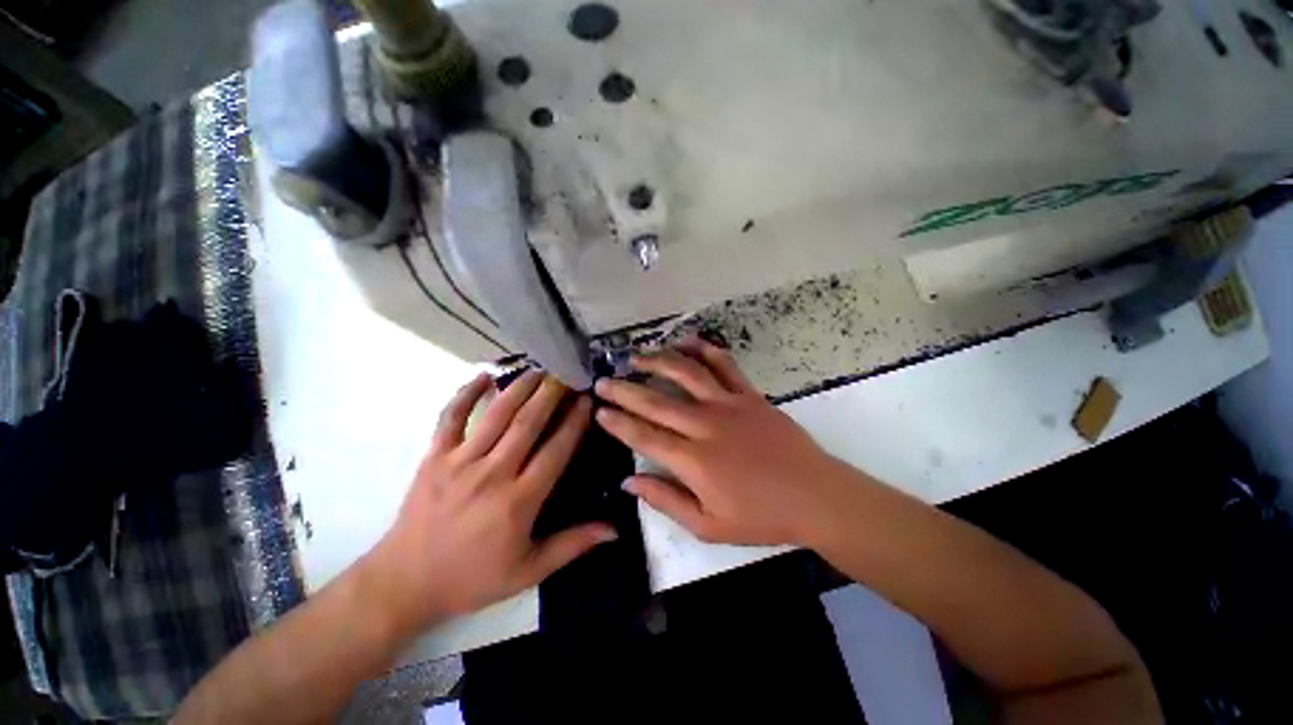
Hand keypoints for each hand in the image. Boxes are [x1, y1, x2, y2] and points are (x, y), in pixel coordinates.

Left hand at [363, 371, 615, 638]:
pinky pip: (451, 418)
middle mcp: (492, 474)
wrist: (404, 584)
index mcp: (518, 501)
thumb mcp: (528, 571)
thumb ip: (573, 544)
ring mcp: (459, 462)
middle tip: (567, 373)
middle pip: (528, 424)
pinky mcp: (434, 457)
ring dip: (520, 388)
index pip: (555, 450)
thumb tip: (615, 529)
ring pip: (496, 415)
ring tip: (539, 370)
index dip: (574, 422)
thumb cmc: (471, 578)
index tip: (587, 399)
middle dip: (551, 394)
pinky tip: (484, 375)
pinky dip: (466, 393)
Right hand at [595, 337, 845, 546]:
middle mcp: (705, 425)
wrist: (814, 496)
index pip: (644, 435)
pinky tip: (687, 342)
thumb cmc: (760, 516)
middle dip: (625, 389)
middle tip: (603, 380)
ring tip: (637, 356)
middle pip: (656, 402)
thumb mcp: (708, 525)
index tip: (599, 410)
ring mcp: (729, 405)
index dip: (618, 422)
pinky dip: (705, 350)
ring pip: (686, 374)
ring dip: (658, 362)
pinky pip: (725, 365)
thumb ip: (665, 500)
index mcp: (693, 460)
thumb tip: (630, 480)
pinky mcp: (750, 395)